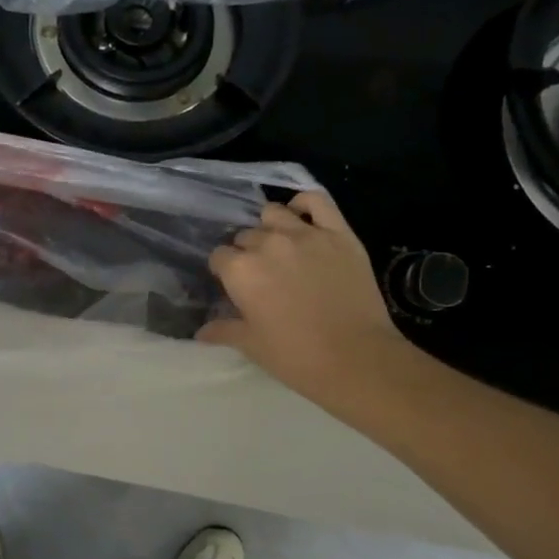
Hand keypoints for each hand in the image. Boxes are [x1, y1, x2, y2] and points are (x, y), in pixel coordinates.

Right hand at [198, 191, 411, 406]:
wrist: (356, 358)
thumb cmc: (296, 356)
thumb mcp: (252, 346)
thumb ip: (224, 331)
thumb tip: (201, 331)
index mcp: (240, 270)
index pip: (220, 257)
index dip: (225, 272)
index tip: (236, 287)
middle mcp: (267, 243)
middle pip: (246, 236)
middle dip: (248, 252)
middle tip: (262, 275)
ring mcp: (305, 234)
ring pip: (274, 213)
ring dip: (270, 227)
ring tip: (279, 246)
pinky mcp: (338, 233)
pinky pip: (316, 200)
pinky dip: (304, 202)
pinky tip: (301, 214)